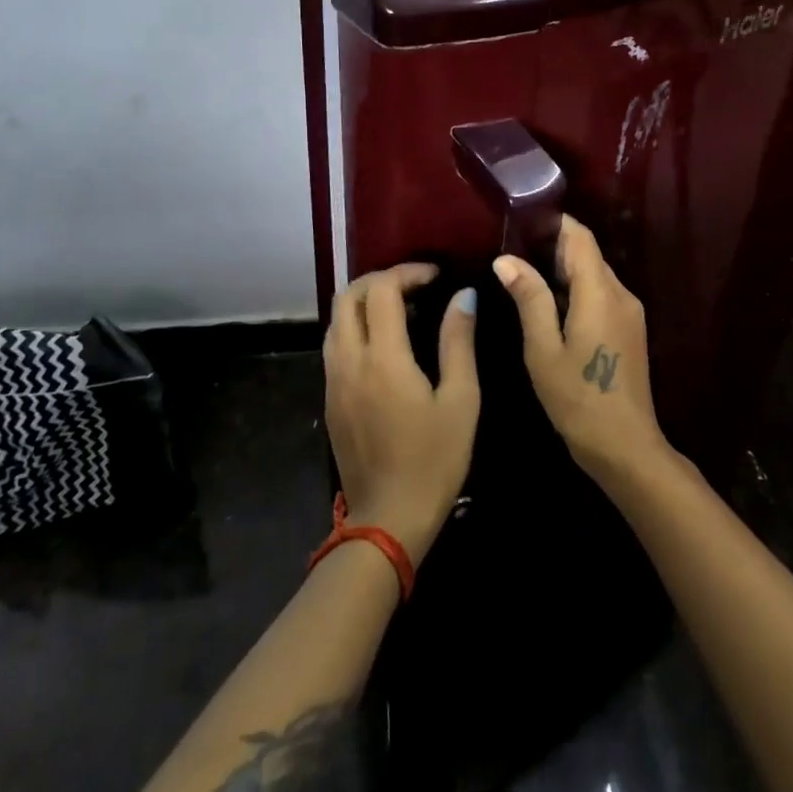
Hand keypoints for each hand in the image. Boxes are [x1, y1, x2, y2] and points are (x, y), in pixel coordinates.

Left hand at [322, 264, 480, 566]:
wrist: (388, 519)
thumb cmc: (435, 460)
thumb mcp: (461, 400)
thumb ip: (458, 342)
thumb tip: (463, 296)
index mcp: (382, 358)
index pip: (382, 290)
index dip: (407, 272)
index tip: (435, 275)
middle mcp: (349, 361)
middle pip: (347, 297)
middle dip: (379, 280)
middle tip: (414, 285)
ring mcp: (333, 381)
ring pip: (336, 320)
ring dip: (363, 302)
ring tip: (401, 309)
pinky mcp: (329, 400)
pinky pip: (335, 346)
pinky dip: (356, 327)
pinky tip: (385, 344)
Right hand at [491, 215, 672, 486]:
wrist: (625, 446)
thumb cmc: (578, 398)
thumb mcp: (543, 349)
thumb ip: (529, 299)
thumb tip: (506, 259)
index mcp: (600, 293)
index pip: (580, 238)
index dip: (555, 223)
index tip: (522, 220)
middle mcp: (621, 294)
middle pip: (588, 255)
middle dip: (553, 247)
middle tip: (512, 250)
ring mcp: (629, 313)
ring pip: (594, 276)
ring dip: (563, 272)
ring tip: (523, 275)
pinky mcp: (629, 331)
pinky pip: (601, 296)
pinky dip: (576, 292)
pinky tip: (548, 307)